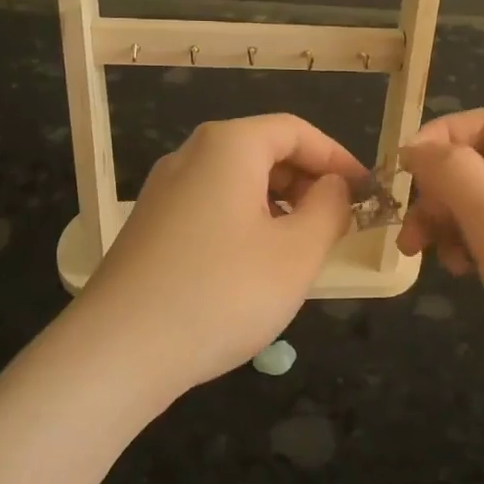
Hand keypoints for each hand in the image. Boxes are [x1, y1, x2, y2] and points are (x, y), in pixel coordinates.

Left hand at [78, 114, 363, 398]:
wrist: (118, 353)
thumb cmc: (222, 293)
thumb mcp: (297, 252)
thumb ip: (329, 208)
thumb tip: (334, 186)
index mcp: (228, 146)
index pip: (296, 130)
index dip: (338, 157)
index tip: (365, 192)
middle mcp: (190, 155)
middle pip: (264, 150)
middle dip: (308, 181)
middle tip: (337, 223)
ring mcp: (164, 191)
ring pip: (238, 181)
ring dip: (279, 204)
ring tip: (302, 248)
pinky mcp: (150, 226)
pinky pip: (212, 206)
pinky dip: (247, 222)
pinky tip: (255, 266)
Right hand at [399, 108, 483, 442]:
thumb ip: (455, 177)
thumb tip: (416, 146)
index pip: (482, 123)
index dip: (436, 142)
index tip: (397, 179)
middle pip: (481, 164)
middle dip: (440, 193)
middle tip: (411, 237)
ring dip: (451, 224)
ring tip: (434, 261)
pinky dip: (474, 247)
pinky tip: (464, 273)